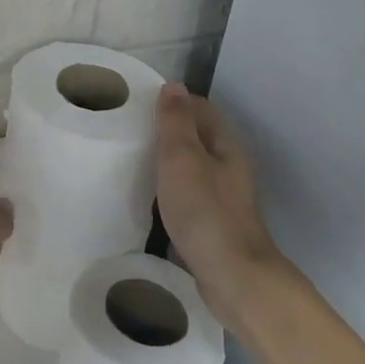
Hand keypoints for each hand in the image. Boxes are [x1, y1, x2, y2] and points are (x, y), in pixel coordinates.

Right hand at [154, 83, 288, 333]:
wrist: (234, 278)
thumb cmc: (205, 211)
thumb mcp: (182, 158)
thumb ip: (176, 122)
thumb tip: (174, 85)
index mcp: (225, 146)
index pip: (200, 109)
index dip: (174, 101)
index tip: (140, 102)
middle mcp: (229, 168)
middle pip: (198, 137)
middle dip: (169, 130)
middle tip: (130, 129)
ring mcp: (224, 198)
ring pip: (193, 167)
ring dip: (168, 161)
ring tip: (134, 160)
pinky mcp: (214, 224)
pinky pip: (189, 194)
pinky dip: (171, 189)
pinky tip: (151, 198)